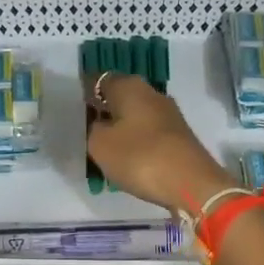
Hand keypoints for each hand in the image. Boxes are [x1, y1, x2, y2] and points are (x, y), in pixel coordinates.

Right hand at [85, 73, 230, 213]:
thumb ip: (92, 129)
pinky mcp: (178, 135)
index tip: (71, 111)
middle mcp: (150, 92)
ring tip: (102, 150)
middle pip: (118, 97)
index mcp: (129, 86)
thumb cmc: (140, 157)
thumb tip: (99, 123)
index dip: (83, 94)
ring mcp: (168, 114)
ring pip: (134, 116)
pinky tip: (126, 159)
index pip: (98, 80)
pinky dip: (135, 142)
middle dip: (102, 112)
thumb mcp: (100, 145)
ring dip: (119, 129)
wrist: (192, 184)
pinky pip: (147, 133)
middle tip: (84, 133)